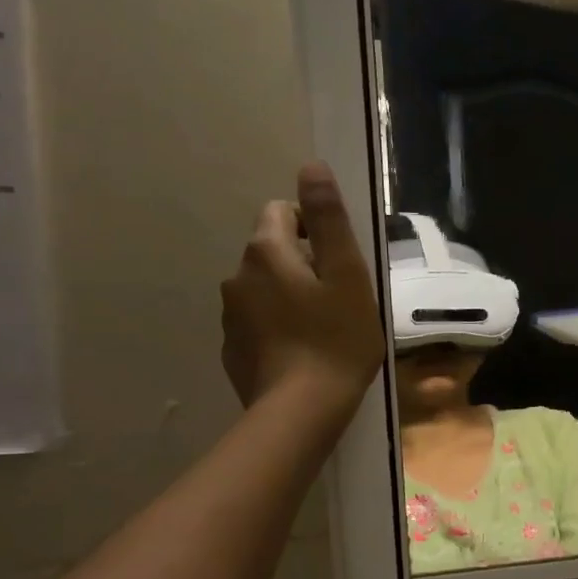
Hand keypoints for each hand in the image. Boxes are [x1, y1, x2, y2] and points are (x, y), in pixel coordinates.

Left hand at [220, 162, 384, 409]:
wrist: (301, 411)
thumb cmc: (337, 339)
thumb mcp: (347, 275)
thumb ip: (329, 220)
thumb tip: (311, 167)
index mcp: (266, 252)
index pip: (281, 212)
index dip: (314, 229)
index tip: (339, 263)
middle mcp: (237, 276)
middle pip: (272, 252)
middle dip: (303, 265)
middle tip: (339, 300)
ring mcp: (230, 316)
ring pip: (264, 289)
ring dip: (289, 297)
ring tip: (323, 330)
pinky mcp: (232, 350)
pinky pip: (257, 323)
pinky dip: (278, 328)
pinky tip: (302, 354)